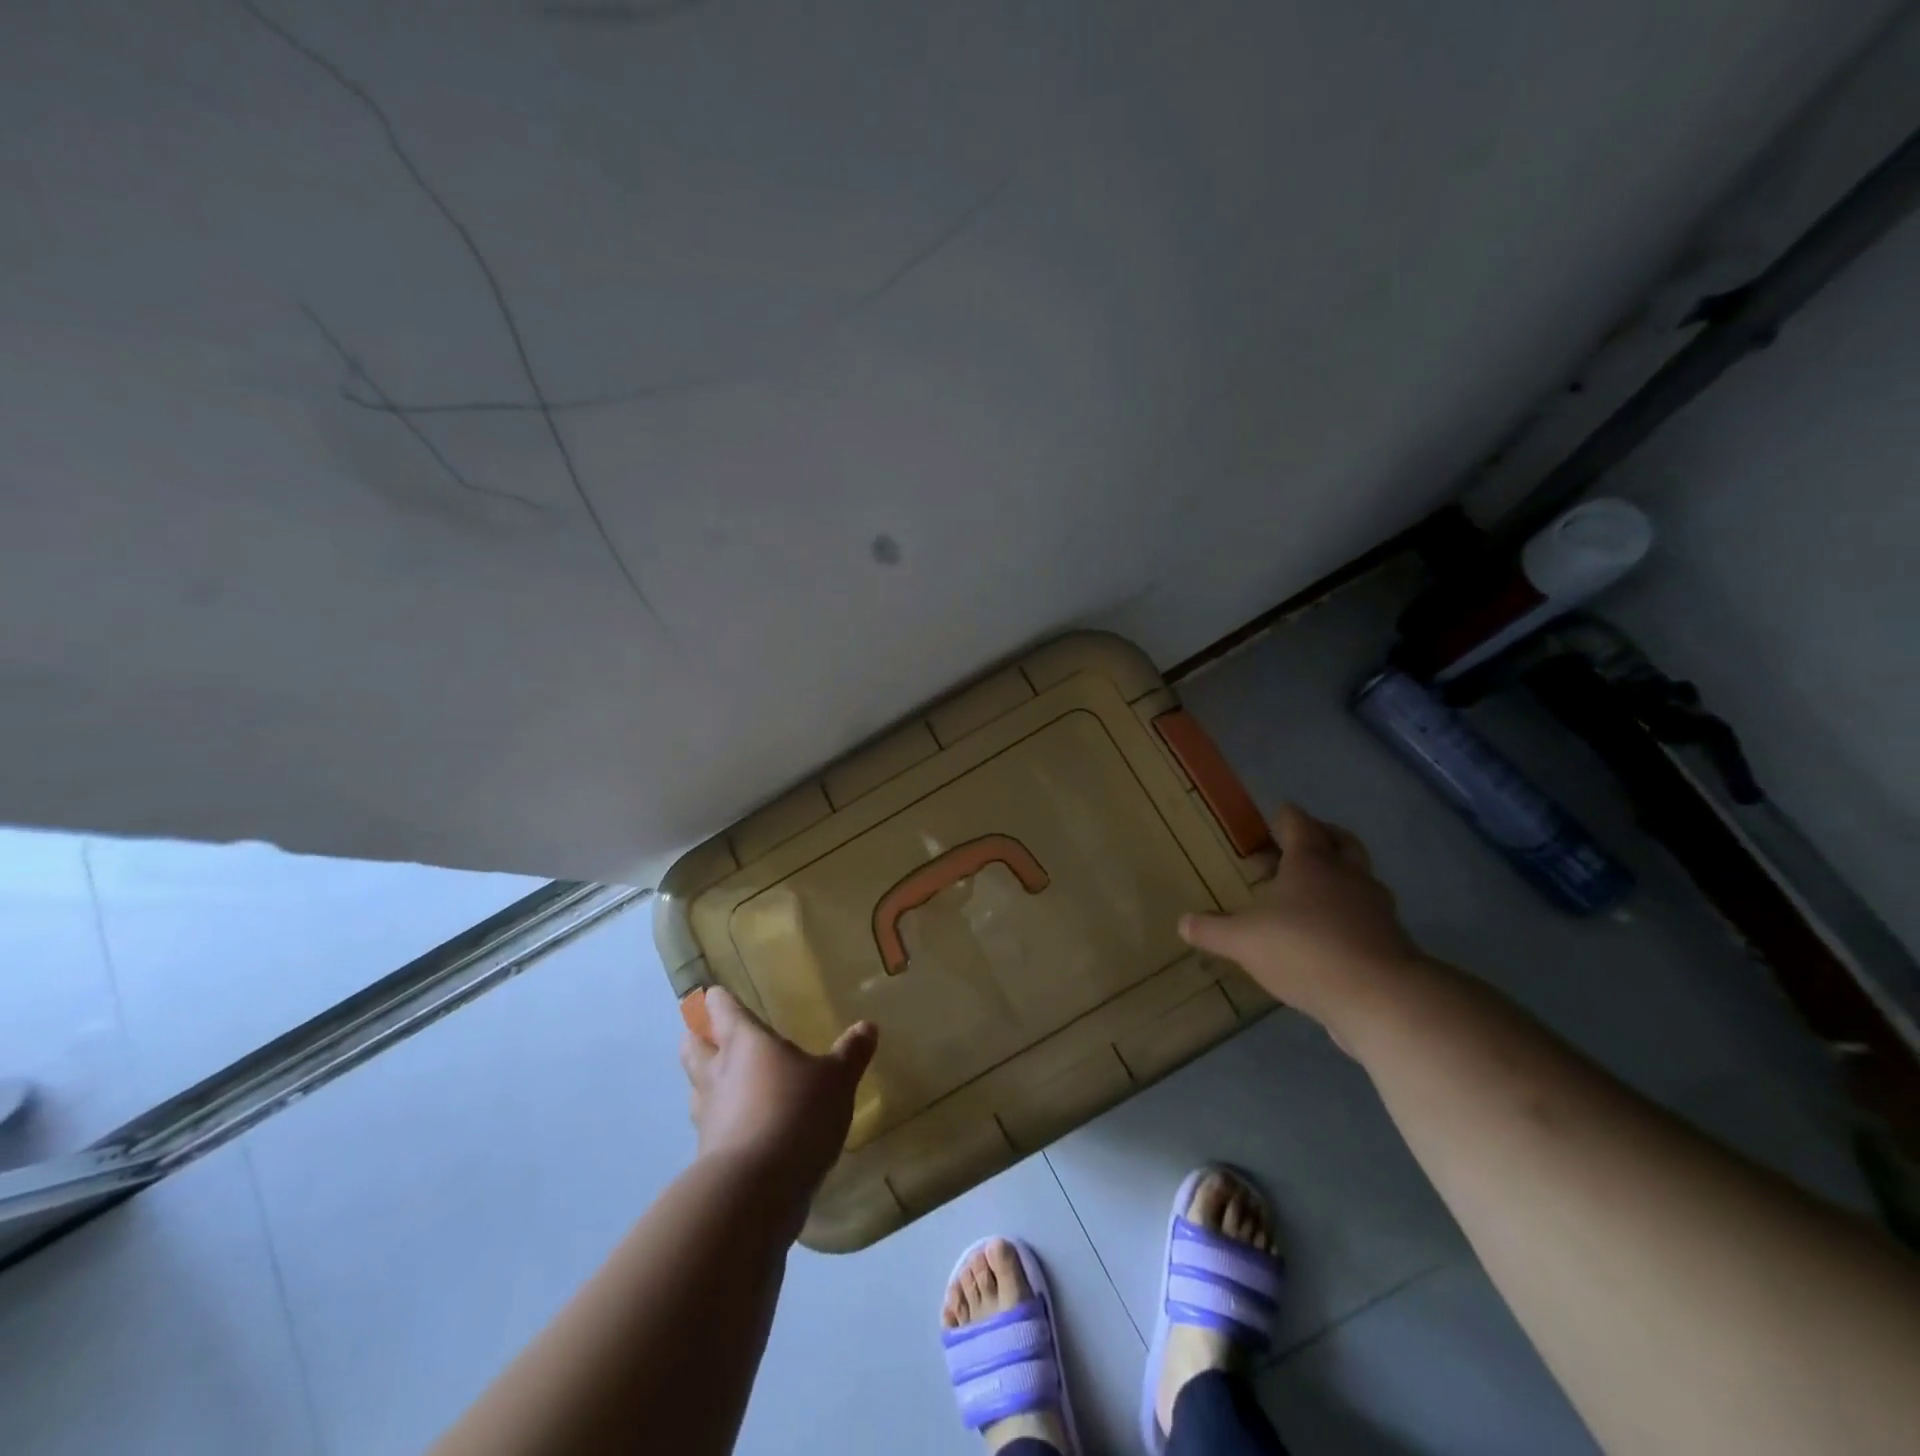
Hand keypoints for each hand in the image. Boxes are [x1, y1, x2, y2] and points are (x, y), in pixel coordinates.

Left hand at [678, 987, 877, 1209]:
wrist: (755, 1192)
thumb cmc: (796, 1113)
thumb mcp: (836, 1080)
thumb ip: (850, 1053)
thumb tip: (868, 1026)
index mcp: (744, 1042)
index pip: (721, 1009)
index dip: (718, 999)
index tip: (715, 994)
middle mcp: (717, 1072)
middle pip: (692, 1045)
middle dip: (698, 1037)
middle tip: (712, 1034)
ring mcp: (708, 1116)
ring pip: (695, 1087)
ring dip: (705, 1081)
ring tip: (727, 1082)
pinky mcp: (708, 1156)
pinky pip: (709, 1127)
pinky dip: (721, 1122)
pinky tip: (743, 1128)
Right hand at [1179, 804, 1425, 1037]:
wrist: (1379, 996)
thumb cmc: (1304, 949)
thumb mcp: (1244, 941)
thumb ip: (1213, 930)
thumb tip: (1183, 922)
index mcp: (1311, 862)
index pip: (1299, 823)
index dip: (1286, 817)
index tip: (1276, 816)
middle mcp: (1347, 875)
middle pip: (1341, 840)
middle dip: (1323, 836)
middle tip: (1301, 845)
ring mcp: (1376, 906)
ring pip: (1360, 877)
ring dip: (1341, 876)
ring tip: (1315, 892)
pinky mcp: (1392, 940)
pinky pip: (1369, 914)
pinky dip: (1352, 914)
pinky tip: (1333, 933)